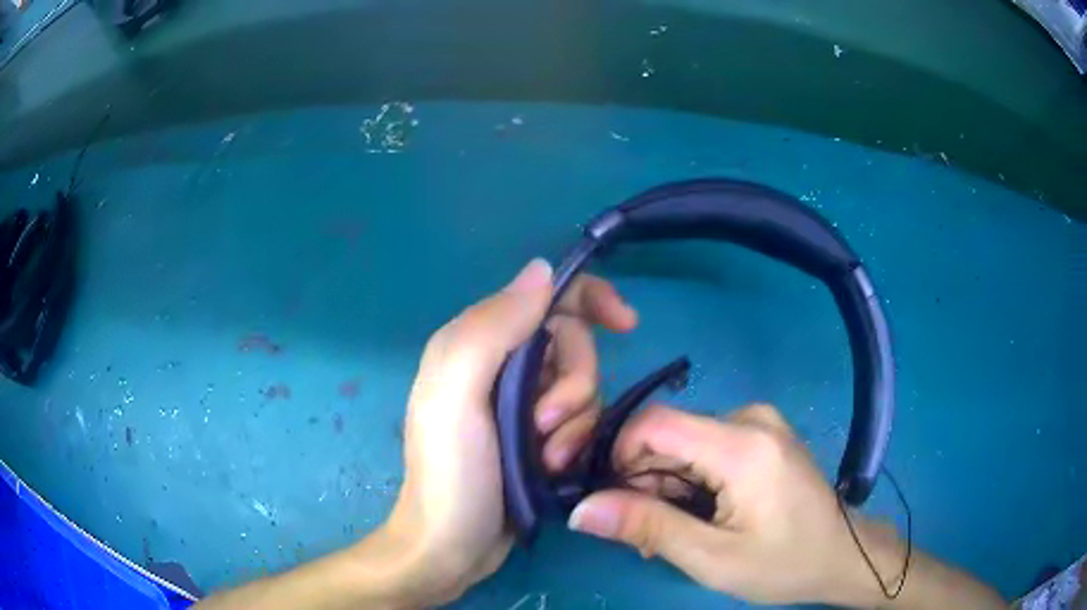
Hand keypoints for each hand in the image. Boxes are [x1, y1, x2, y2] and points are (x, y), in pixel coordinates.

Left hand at [379, 259, 636, 604]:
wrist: (451, 547)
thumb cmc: (450, 473)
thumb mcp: (457, 393)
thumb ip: (493, 327)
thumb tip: (541, 270)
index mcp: (479, 342)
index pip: (546, 296)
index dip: (590, 299)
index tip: (625, 324)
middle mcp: (503, 365)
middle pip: (574, 345)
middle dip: (574, 384)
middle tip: (545, 424)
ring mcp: (523, 404)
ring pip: (584, 388)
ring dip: (575, 422)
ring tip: (546, 456)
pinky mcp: (540, 437)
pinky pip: (582, 422)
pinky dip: (576, 442)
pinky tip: (553, 468)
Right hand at [566, 403, 909, 606]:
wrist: (842, 553)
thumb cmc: (784, 563)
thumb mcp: (712, 558)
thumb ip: (648, 528)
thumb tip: (580, 509)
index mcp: (742, 445)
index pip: (653, 423)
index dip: (618, 456)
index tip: (612, 501)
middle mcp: (749, 417)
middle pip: (668, 435)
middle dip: (643, 481)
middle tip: (647, 535)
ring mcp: (758, 422)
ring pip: (683, 443)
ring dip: (666, 485)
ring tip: (676, 532)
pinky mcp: (761, 433)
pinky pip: (705, 446)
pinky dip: (689, 479)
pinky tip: (699, 514)